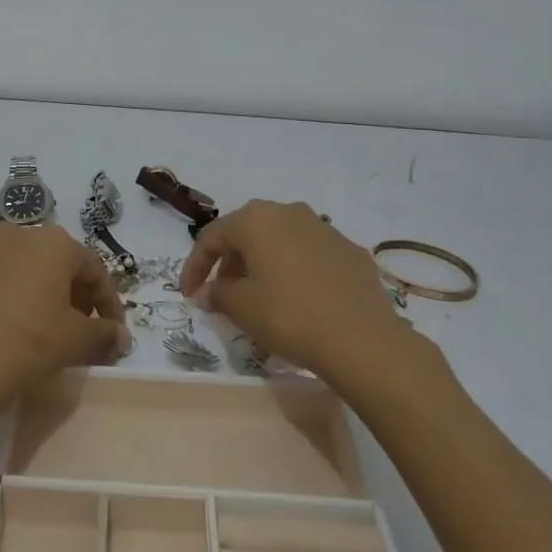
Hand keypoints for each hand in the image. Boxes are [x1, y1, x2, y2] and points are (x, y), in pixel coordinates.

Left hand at [0, 222, 130, 419]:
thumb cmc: (30, 344)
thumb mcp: (77, 342)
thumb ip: (105, 334)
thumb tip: (121, 337)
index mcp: (57, 243)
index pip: (94, 271)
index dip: (108, 302)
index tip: (112, 331)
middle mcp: (21, 232)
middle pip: (56, 262)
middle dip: (71, 291)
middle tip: (75, 325)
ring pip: (18, 259)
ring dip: (31, 282)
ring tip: (33, 316)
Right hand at [180, 200, 405, 381]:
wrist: (362, 339)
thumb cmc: (289, 316)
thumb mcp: (242, 308)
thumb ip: (218, 293)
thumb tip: (211, 291)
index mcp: (256, 219)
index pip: (212, 237)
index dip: (195, 266)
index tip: (189, 295)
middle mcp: (289, 212)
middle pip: (247, 233)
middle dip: (230, 262)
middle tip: (222, 293)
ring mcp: (324, 228)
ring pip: (281, 240)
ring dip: (263, 264)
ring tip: (259, 296)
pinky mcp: (350, 250)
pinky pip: (310, 255)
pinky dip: (295, 271)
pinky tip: (298, 299)